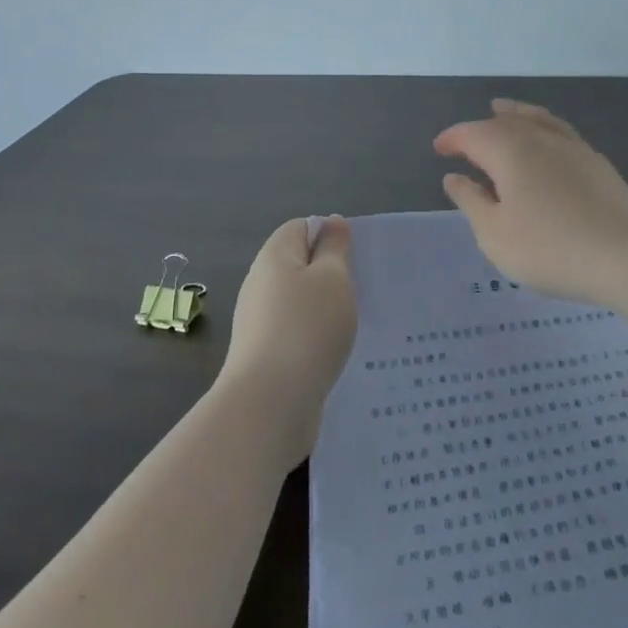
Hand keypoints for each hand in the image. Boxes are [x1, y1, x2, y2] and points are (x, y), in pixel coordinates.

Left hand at [218, 215, 358, 470]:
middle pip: (300, 265)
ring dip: (327, 310)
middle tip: (366, 288)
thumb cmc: (307, 327)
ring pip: (301, 303)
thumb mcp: (332, 278)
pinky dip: (317, 338)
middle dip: (332, 274)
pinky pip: (297, 334)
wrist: (270, 405)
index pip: (301, 228)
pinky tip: (338, 353)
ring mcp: (261, 322)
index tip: (358, 256)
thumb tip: (330, 222)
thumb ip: (334, 247)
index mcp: (274, 256)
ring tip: (359, 322)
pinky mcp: (267, 356)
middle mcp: (261, 284)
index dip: (329, 234)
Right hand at [436, 99, 627, 307]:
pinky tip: (546, 140)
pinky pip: (560, 131)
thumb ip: (471, 202)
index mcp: (509, 151)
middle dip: (480, 128)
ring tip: (503, 110)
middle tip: (464, 142)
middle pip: (504, 123)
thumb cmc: (550, 249)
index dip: (452, 139)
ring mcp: (573, 148)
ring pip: (537, 120)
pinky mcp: (597, 163)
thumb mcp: (495, 234)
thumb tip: (454, 177)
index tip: (439, 151)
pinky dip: (543, 126)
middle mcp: (540, 139)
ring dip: (515, 114)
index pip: (472, 134)